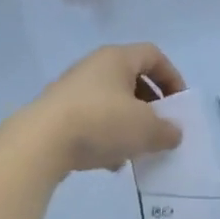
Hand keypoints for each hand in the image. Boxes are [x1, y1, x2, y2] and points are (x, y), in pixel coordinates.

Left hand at [23, 43, 187, 175]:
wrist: (40, 142)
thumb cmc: (100, 122)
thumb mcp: (144, 129)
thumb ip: (166, 130)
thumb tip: (173, 132)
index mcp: (117, 58)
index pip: (153, 55)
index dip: (171, 76)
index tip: (179, 104)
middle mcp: (94, 66)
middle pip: (132, 79)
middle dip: (150, 105)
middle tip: (160, 127)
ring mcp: (73, 89)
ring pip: (112, 102)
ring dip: (128, 124)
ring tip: (137, 149)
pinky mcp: (58, 113)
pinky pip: (92, 120)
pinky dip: (106, 137)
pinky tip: (111, 162)